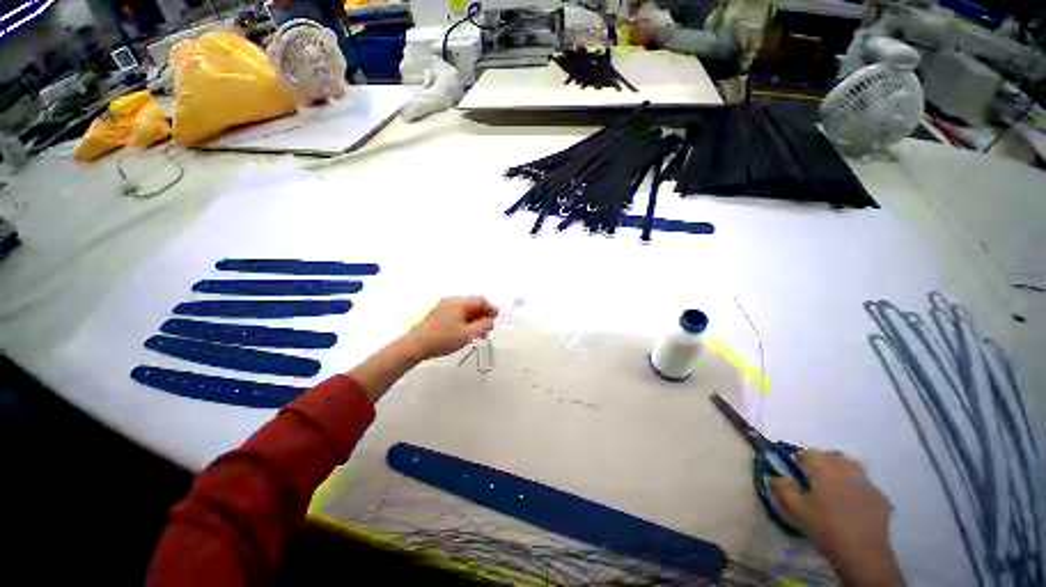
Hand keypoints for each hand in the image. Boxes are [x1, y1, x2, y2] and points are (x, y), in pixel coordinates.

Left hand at [401, 296, 497, 360]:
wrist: (415, 346)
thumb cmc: (443, 338)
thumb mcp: (467, 334)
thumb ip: (483, 326)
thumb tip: (491, 320)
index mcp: (459, 302)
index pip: (481, 300)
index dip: (491, 309)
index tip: (496, 321)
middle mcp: (452, 301)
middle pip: (473, 305)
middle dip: (483, 316)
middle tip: (488, 330)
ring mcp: (444, 308)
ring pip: (465, 311)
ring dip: (475, 320)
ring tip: (479, 335)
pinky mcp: (439, 316)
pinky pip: (457, 315)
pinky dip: (465, 322)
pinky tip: (467, 334)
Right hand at [770, 451, 904, 585]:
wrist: (863, 553)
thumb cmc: (825, 528)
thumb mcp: (796, 510)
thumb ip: (782, 489)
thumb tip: (773, 476)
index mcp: (823, 469)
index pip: (807, 454)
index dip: (799, 459)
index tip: (795, 469)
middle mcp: (845, 469)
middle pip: (831, 456)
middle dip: (821, 461)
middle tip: (813, 475)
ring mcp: (866, 482)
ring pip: (851, 465)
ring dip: (840, 468)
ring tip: (834, 484)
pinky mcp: (880, 496)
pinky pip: (864, 483)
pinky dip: (856, 485)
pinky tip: (852, 500)